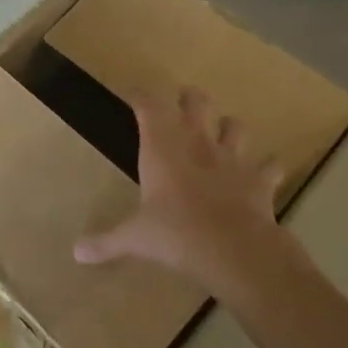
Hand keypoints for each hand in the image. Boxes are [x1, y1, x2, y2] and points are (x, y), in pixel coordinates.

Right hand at [74, 88, 284, 292]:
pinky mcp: (261, 180)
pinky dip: (268, 167)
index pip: (149, 105)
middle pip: (196, 102)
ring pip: (236, 126)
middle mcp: (198, 143)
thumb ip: (106, 241)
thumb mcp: (135, 238)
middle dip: (188, 99)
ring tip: (222, 134)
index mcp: (162, 148)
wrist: (236, 252)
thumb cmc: (176, 234)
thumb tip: (77, 253)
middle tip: (180, 105)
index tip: (132, 95)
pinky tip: (265, 171)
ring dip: (229, 127)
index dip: (140, 96)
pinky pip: (271, 166)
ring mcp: (233, 159)